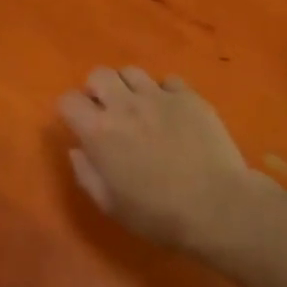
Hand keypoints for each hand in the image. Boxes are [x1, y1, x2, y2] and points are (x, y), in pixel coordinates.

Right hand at [57, 68, 260, 262]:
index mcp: (98, 131)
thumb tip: (78, 150)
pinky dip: (164, 93)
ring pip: (132, 72)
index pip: (68, 100)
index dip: (71, 111)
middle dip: (97, 90)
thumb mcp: (110, 204)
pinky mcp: (189, 97)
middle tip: (108, 113)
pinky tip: (172, 113)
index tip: (80, 125)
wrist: (217, 208)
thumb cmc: (157, 214)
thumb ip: (86, 173)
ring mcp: (159, 96)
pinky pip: (168, 81)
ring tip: (139, 108)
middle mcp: (124, 105)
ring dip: (128, 88)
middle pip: (98, 74)